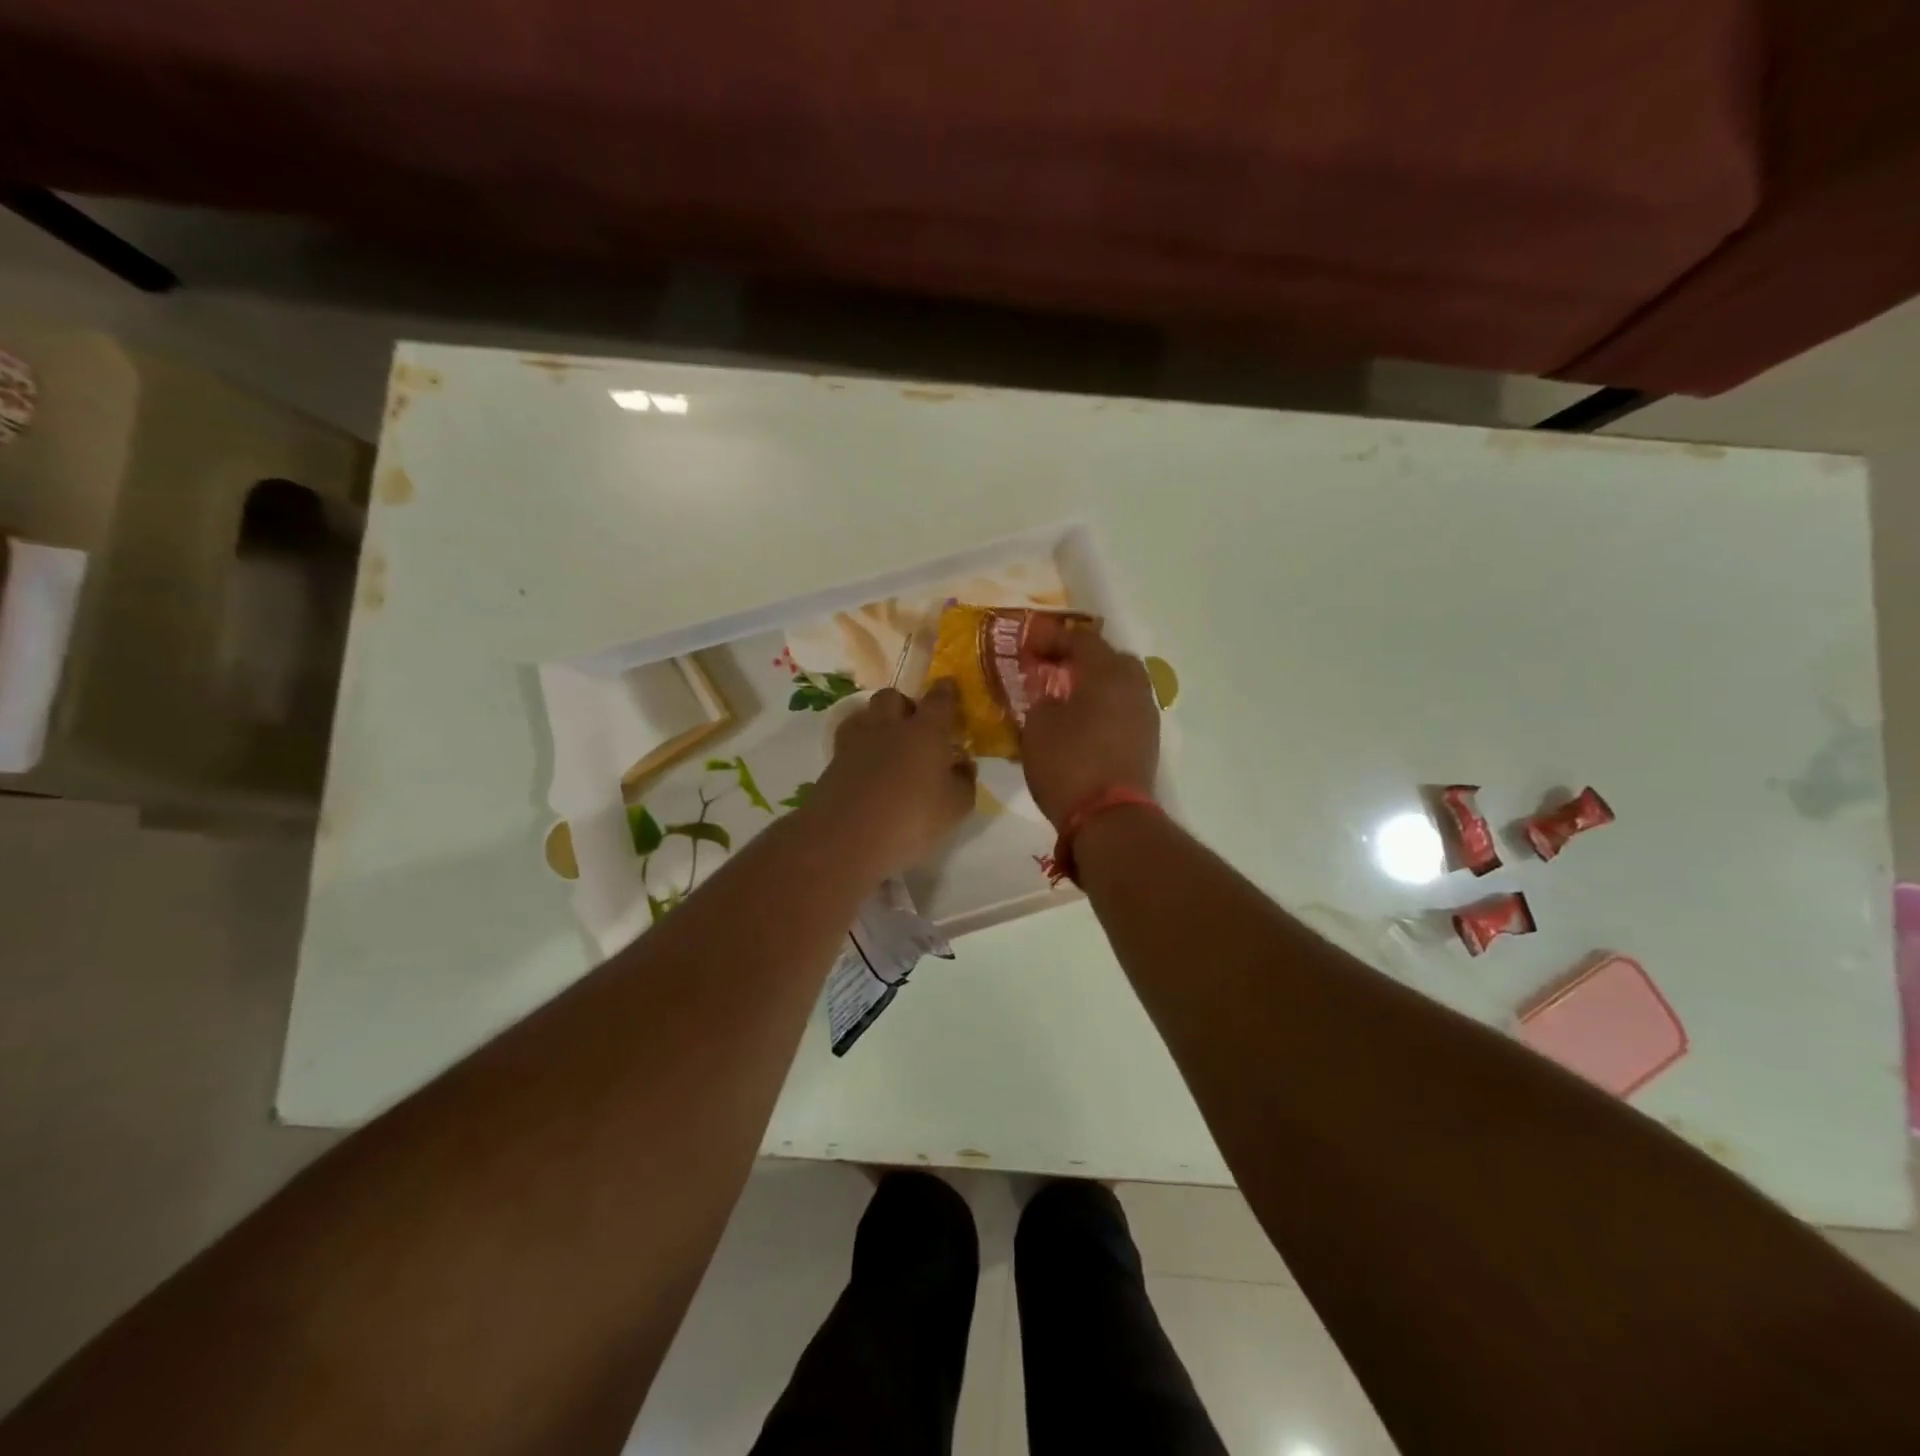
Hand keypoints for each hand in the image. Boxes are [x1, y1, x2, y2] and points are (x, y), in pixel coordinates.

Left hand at [809, 682, 977, 878]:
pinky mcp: (834, 761)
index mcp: (926, 732)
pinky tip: (865, 762)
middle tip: (915, 725)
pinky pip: (849, 738)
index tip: (949, 687)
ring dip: (878, 720)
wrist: (847, 839)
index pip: (939, 699)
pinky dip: (859, 744)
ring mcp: (857, 742)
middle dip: (905, 704)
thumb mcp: (956, 808)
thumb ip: (964, 781)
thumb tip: (963, 764)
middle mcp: (890, 727)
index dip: (946, 691)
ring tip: (887, 741)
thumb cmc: (912, 820)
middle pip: (893, 696)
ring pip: (866, 713)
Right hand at [1020, 631, 1159, 828]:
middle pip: (1111, 658)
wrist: (1110, 818)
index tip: (1031, 646)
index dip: (1054, 639)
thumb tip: (1051, 697)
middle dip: (1083, 659)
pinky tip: (1084, 723)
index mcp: (1107, 674)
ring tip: (1068, 698)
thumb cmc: (1068, 764)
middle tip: (1055, 669)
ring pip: (1122, 685)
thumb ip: (1042, 701)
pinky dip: (1106, 707)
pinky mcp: (1148, 742)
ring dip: (1097, 684)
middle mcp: (1134, 687)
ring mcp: (1146, 715)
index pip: (1082, 640)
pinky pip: (1125, 710)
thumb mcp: (1038, 728)